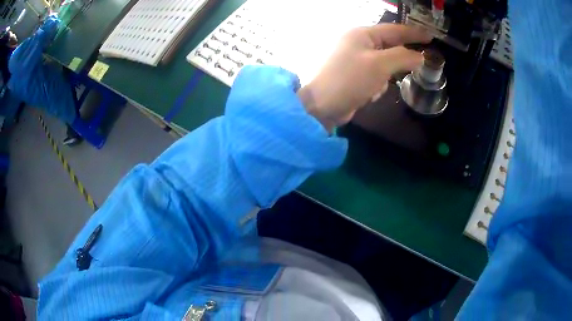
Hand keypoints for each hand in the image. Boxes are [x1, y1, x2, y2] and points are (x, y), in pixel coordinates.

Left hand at [298, 24, 431, 131]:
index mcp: (362, 34)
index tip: (431, 37)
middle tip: (420, 64)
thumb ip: (402, 57)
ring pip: (386, 65)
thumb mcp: (379, 65)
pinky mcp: (357, 76)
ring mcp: (357, 60)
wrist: (322, 105)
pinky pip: (377, 78)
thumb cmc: (349, 79)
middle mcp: (359, 44)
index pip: (394, 30)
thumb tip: (420, 56)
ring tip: (374, 86)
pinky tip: (368, 94)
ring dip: (385, 77)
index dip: (413, 33)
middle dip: (400, 60)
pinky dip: (377, 86)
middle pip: (390, 47)